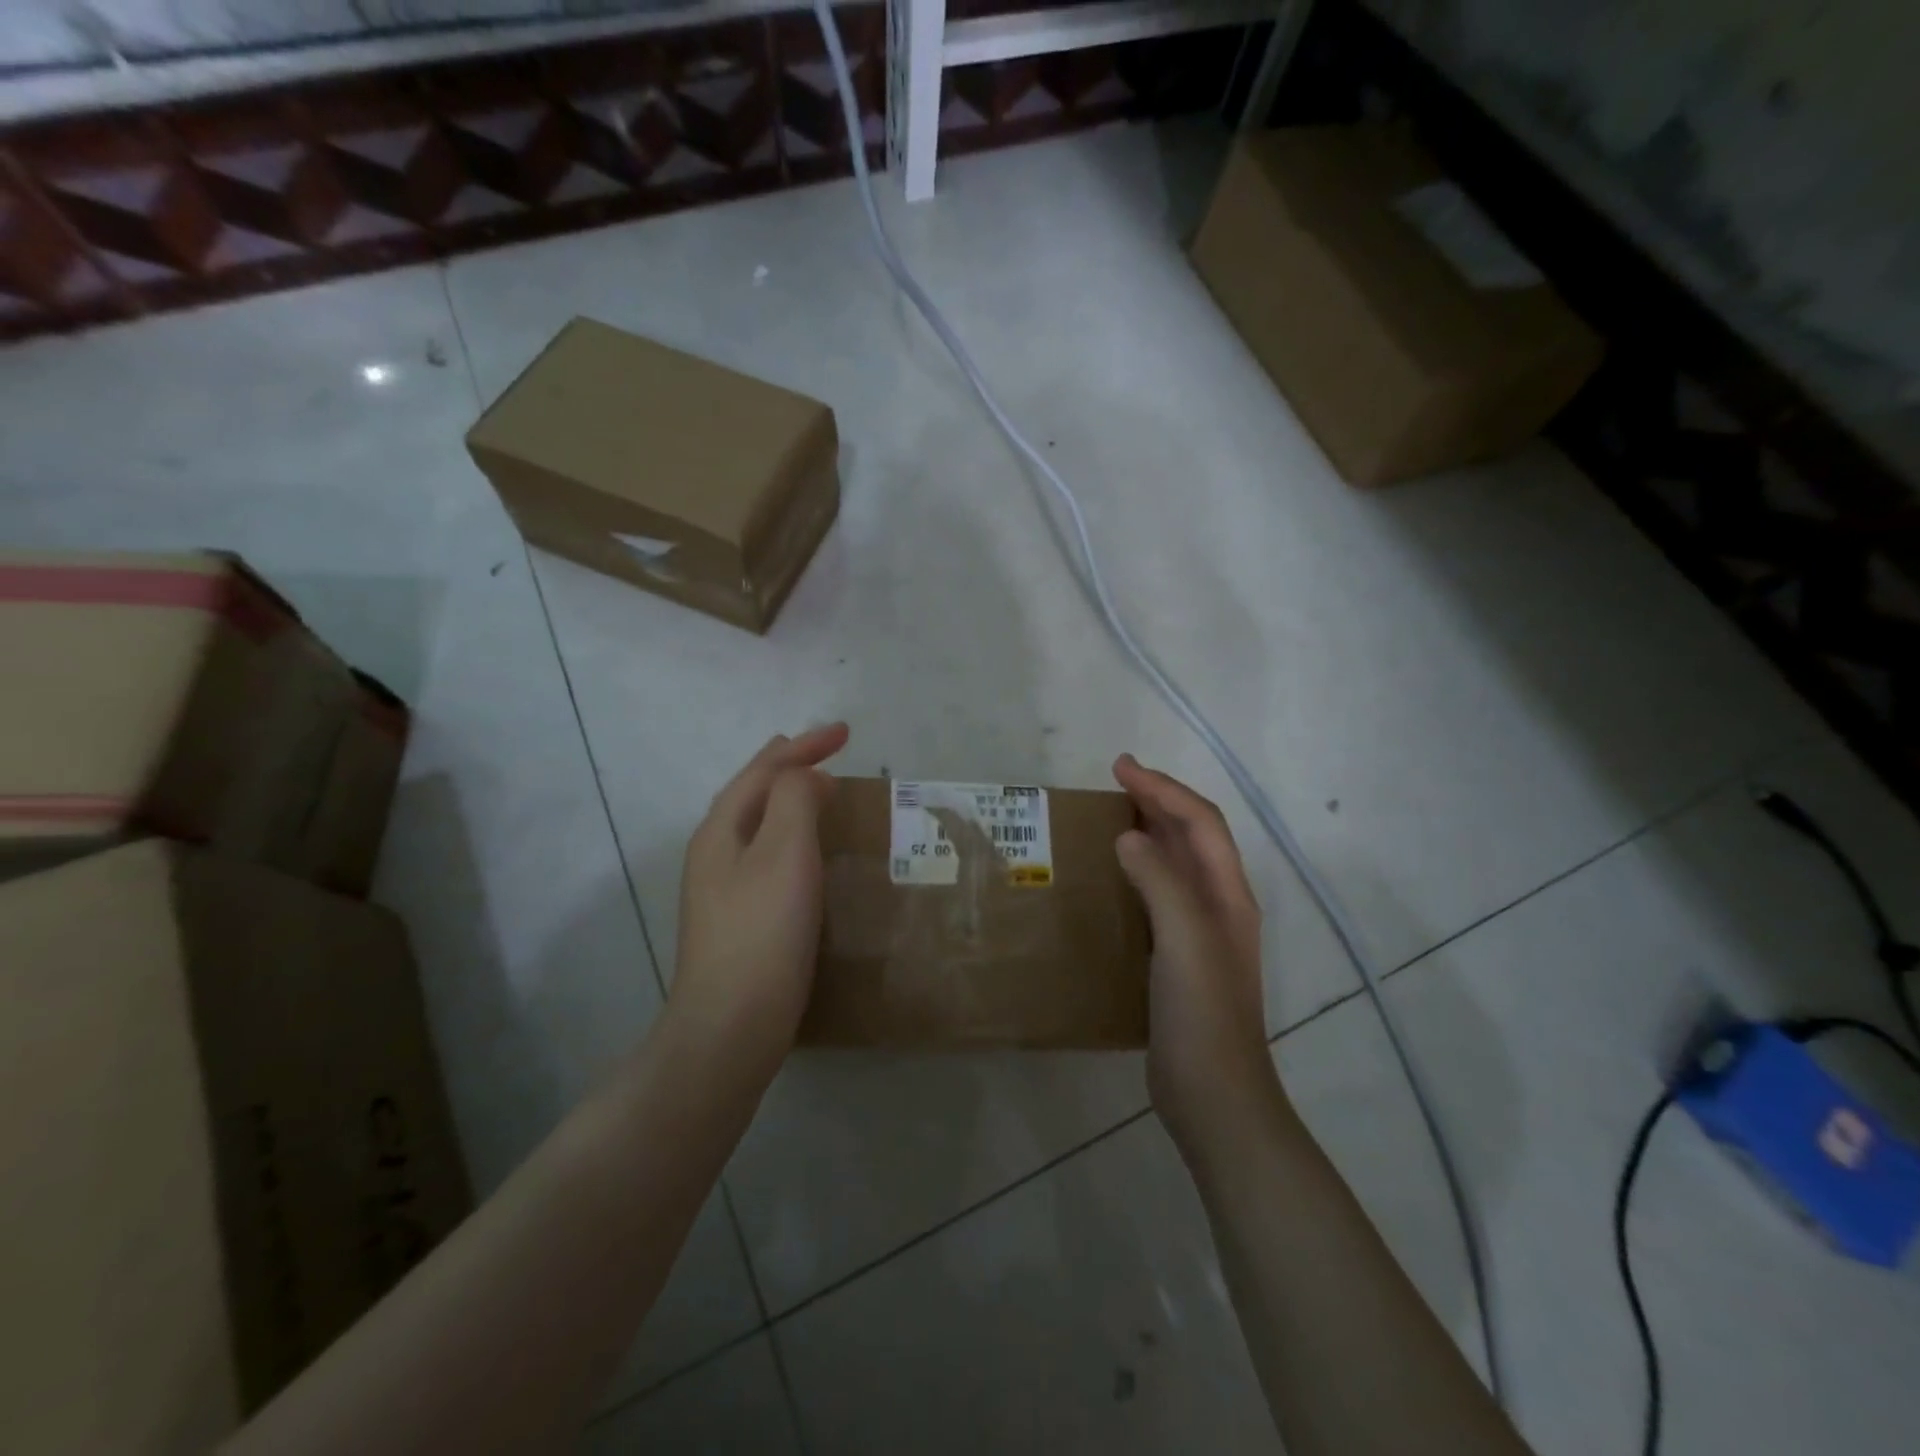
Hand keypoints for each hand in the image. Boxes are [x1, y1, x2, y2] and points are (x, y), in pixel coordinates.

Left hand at [671, 724, 849, 1062]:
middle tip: (826, 754)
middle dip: (789, 767)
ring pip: (760, 826)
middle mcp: (714, 853)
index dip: (804, 745)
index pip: (764, 770)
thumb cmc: (762, 932)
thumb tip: (807, 777)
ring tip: (820, 793)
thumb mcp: (784, 852)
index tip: (846, 733)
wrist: (731, 1026)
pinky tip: (811, 857)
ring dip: (790, 801)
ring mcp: (722, 890)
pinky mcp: (740, 920)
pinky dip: (793, 838)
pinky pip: (769, 858)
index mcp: (721, 830)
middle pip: (753, 794)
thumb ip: (795, 799)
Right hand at [1112, 754, 1280, 1153]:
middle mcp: (1219, 905)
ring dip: (1150, 830)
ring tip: (1113, 814)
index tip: (1121, 768)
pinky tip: (1113, 877)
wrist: (1214, 1095)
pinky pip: (1158, 894)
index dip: (1163, 789)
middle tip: (1116, 779)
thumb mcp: (1185, 939)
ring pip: (1176, 863)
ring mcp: (1200, 933)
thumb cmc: (1203, 1013)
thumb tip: (1128, 837)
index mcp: (1228, 894)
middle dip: (1158, 800)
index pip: (1200, 822)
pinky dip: (1138, 869)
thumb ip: (1160, 881)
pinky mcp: (1178, 957)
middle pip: (1193, 836)